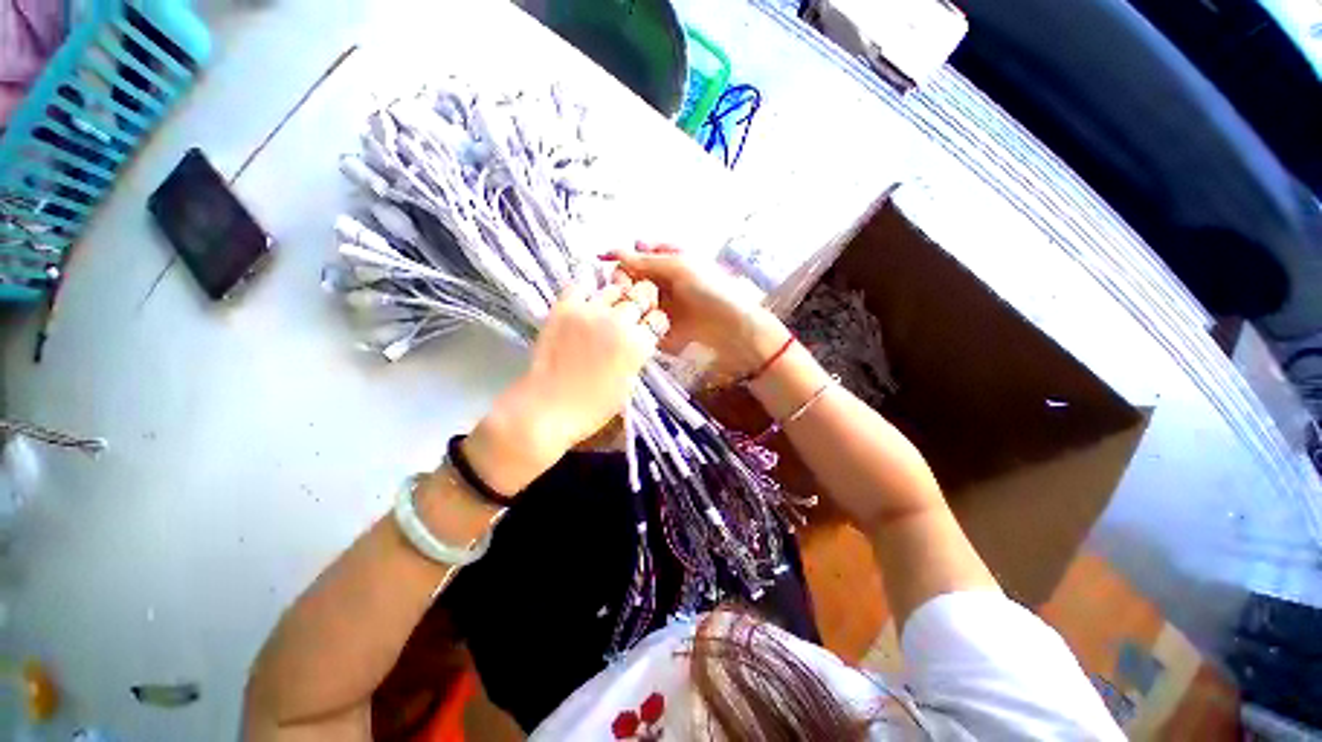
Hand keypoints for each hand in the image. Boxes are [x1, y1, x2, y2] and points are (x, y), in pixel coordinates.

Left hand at [462, 280, 668, 495]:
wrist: (548, 408)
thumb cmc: (592, 407)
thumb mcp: (628, 384)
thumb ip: (637, 355)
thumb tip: (637, 337)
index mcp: (638, 345)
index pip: (659, 318)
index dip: (654, 323)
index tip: (648, 327)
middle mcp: (619, 322)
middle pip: (641, 294)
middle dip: (641, 302)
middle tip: (632, 313)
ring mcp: (591, 311)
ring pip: (614, 287)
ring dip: (616, 296)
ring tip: (607, 309)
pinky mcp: (565, 307)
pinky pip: (582, 285)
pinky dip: (588, 290)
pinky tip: (587, 302)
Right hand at [605, 243, 789, 378]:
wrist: (730, 327)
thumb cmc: (708, 289)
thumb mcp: (677, 267)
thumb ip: (645, 261)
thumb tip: (612, 252)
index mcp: (670, 258)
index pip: (637, 254)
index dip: (622, 257)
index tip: (604, 262)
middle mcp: (664, 279)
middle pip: (634, 277)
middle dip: (625, 281)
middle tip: (623, 288)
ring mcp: (663, 303)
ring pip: (636, 299)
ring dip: (631, 301)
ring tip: (631, 305)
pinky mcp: (663, 324)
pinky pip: (644, 318)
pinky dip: (639, 317)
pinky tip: (636, 319)